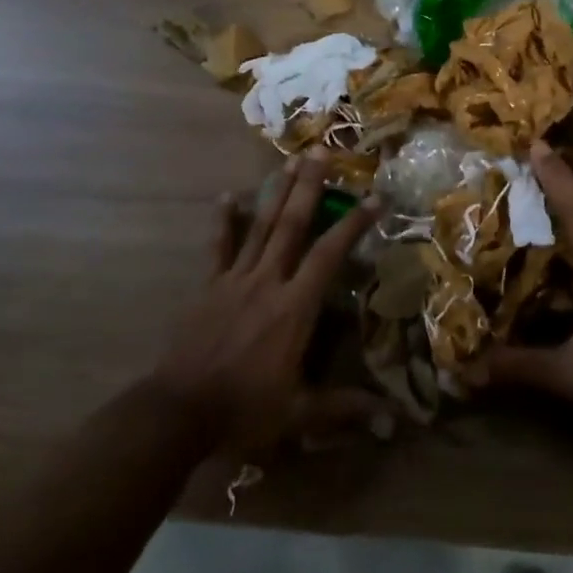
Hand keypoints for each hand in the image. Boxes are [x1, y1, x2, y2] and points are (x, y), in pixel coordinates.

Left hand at [153, 149, 378, 451]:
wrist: (178, 412)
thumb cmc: (244, 410)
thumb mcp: (300, 414)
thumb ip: (346, 409)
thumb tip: (393, 422)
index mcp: (294, 307)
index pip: (330, 254)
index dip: (354, 223)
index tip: (375, 196)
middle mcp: (268, 282)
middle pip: (292, 224)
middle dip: (309, 187)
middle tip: (322, 151)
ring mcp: (235, 279)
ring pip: (260, 227)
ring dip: (276, 193)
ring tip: (290, 161)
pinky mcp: (209, 286)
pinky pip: (219, 247)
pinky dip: (224, 221)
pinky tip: (227, 196)